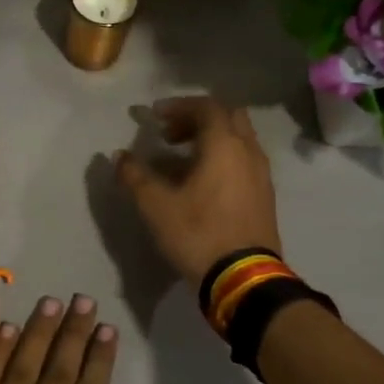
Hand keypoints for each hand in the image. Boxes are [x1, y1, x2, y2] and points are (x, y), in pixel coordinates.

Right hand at [115, 96, 282, 287]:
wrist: (243, 277)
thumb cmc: (198, 233)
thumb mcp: (155, 205)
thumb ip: (134, 176)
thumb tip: (119, 156)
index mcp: (224, 145)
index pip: (206, 107)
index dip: (178, 106)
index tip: (154, 116)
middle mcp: (248, 152)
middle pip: (228, 117)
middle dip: (197, 119)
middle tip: (170, 134)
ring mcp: (261, 174)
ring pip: (238, 139)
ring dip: (211, 139)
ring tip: (182, 158)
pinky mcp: (264, 195)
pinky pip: (243, 161)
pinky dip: (223, 158)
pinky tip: (202, 182)